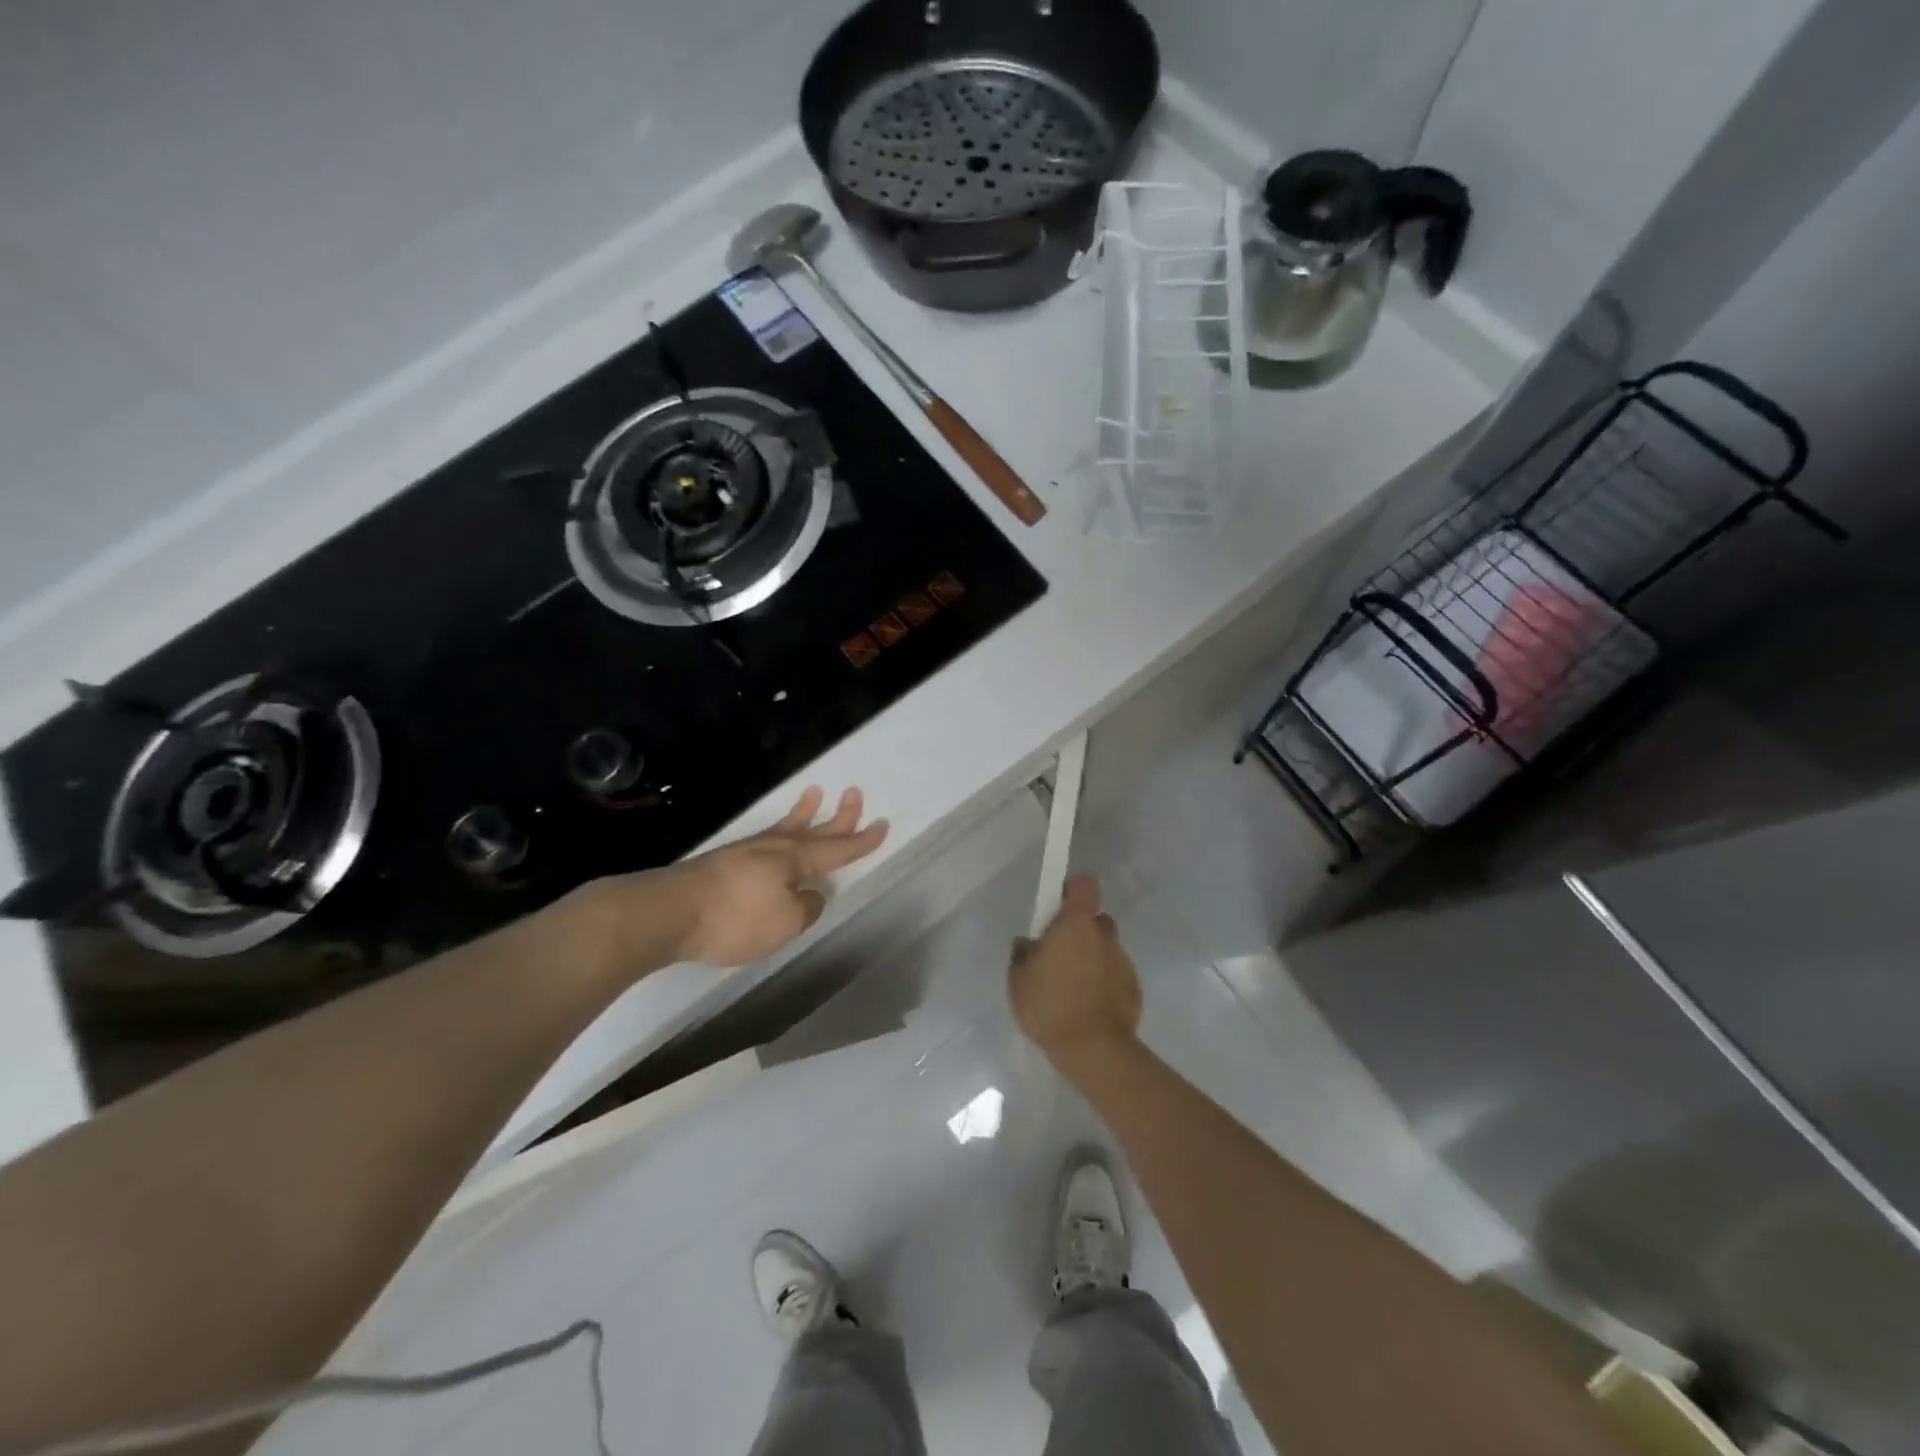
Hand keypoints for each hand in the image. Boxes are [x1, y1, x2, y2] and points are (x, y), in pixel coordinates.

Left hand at [652, 786, 887, 967]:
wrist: (671, 911)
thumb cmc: (736, 918)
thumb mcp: (785, 922)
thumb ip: (807, 907)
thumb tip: (810, 895)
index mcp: (796, 860)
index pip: (838, 849)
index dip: (862, 840)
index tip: (882, 824)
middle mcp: (775, 848)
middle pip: (815, 830)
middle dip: (839, 816)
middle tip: (856, 793)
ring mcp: (748, 851)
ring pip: (786, 827)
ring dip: (805, 812)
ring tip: (815, 792)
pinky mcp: (725, 862)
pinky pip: (765, 839)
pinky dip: (779, 832)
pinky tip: (775, 838)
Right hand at [1009, 875, 1141, 1076]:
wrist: (1094, 1050)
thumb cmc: (1050, 1005)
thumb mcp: (1019, 980)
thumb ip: (1022, 954)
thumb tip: (1027, 943)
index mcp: (1077, 924)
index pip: (1084, 885)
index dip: (1073, 889)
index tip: (1058, 904)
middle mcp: (1104, 935)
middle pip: (1095, 918)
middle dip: (1080, 929)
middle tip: (1060, 953)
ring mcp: (1124, 961)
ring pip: (1105, 948)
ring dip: (1092, 957)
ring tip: (1072, 987)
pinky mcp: (1134, 987)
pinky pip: (1114, 974)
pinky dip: (1103, 982)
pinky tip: (1088, 1005)